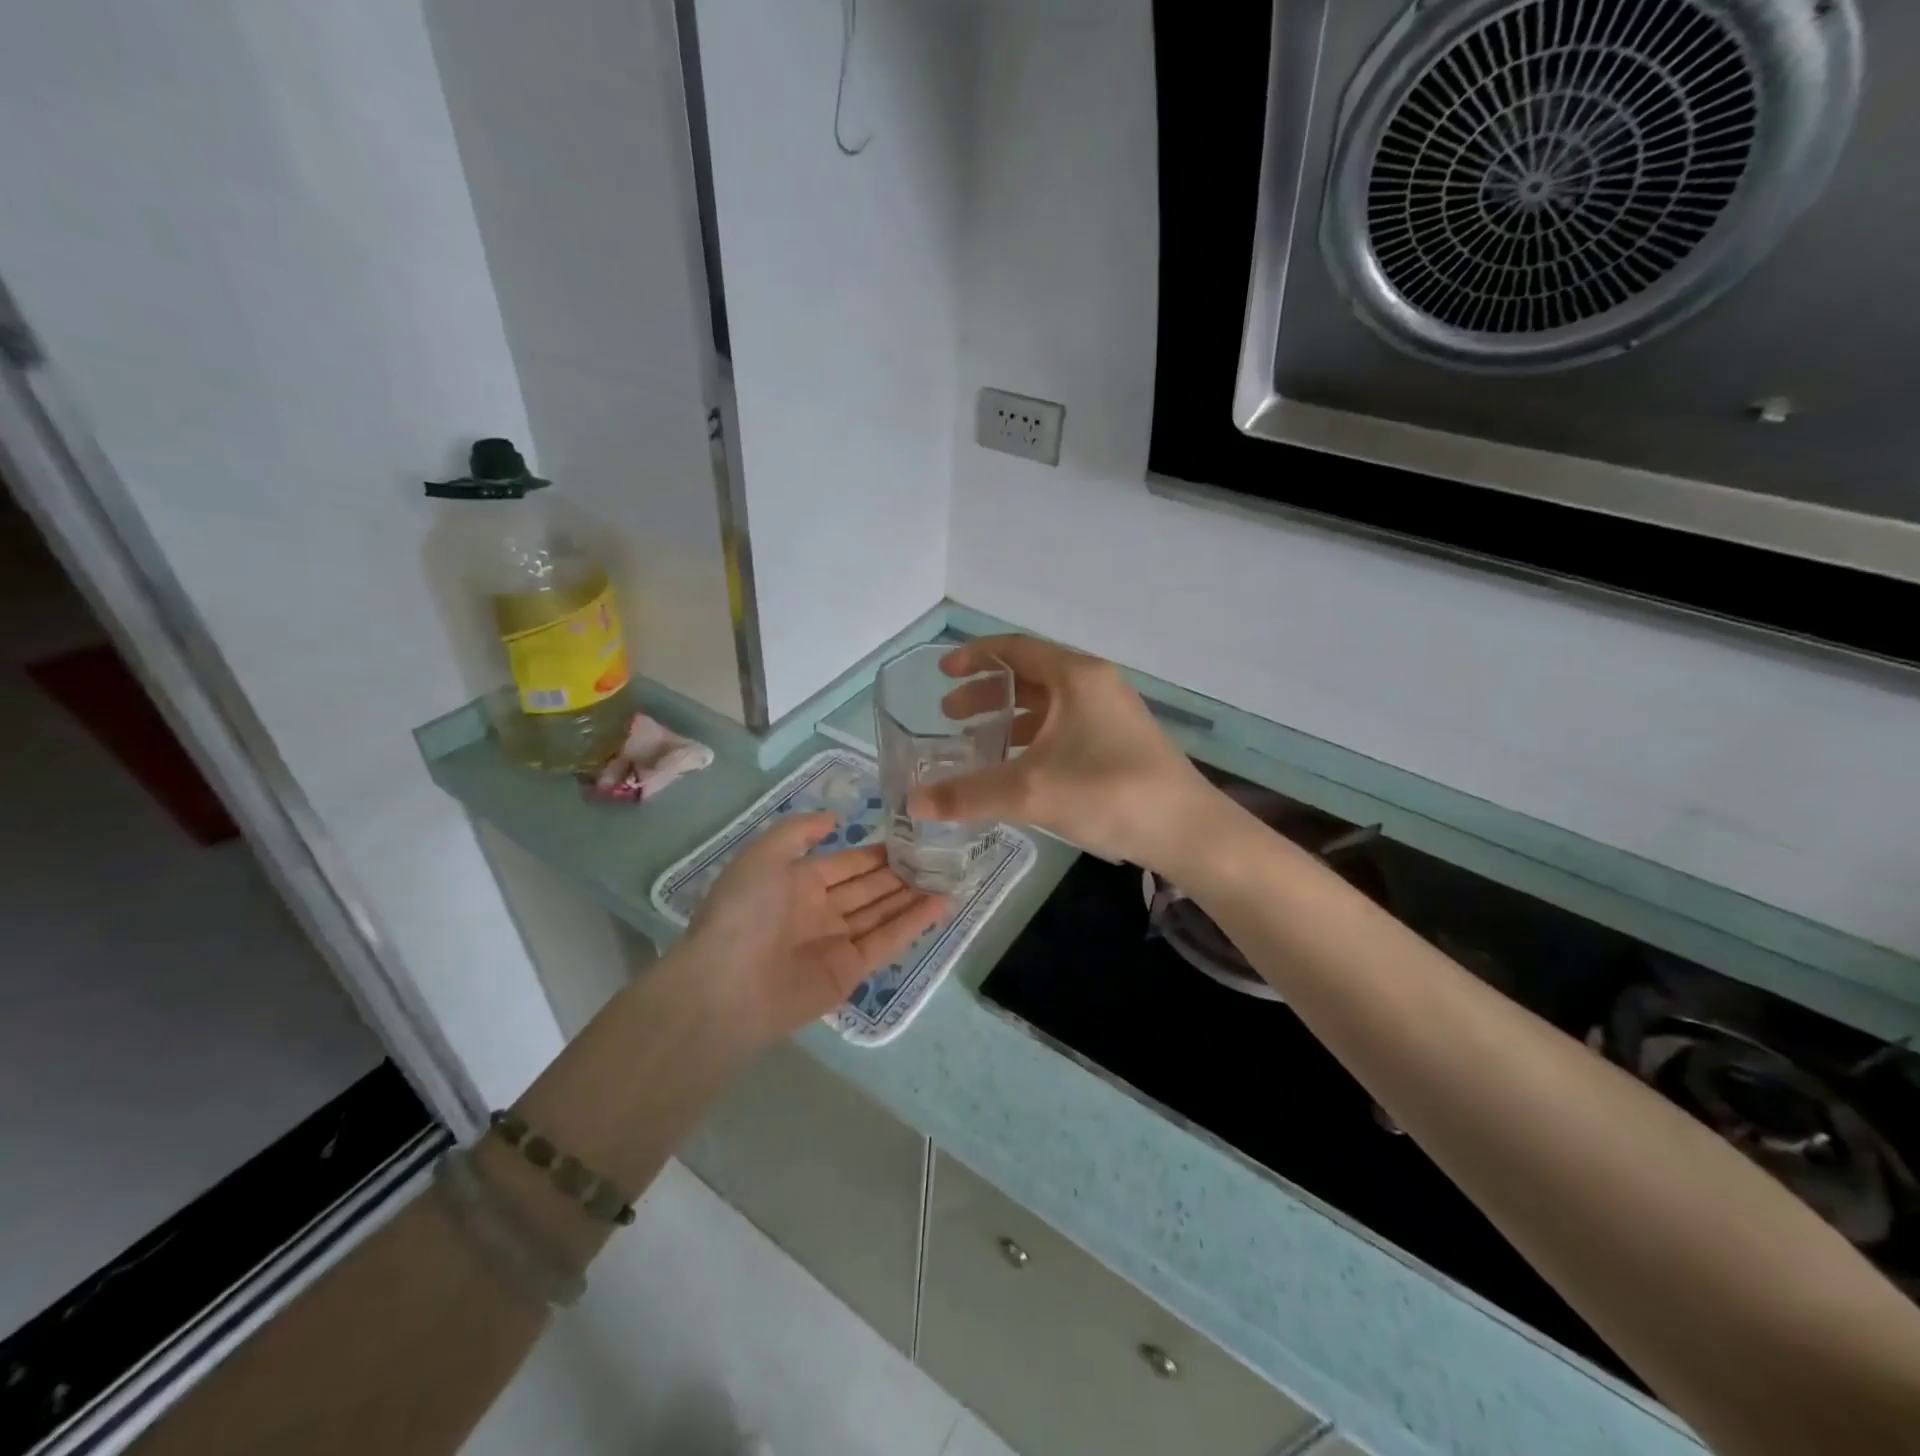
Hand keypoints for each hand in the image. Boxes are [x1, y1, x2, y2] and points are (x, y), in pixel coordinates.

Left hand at [685, 811, 947, 1047]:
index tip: (911, 837)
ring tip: (948, 876)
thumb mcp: (763, 855)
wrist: (727, 986)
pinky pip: (886, 941)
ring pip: (882, 912)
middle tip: (939, 855)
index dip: (876, 852)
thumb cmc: (744, 912)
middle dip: (900, 872)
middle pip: (868, 887)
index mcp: (797, 883)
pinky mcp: (850, 971)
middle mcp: (820, 910)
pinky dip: (913, 923)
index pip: (846, 863)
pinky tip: (940, 904)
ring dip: (912, 895)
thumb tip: (833, 819)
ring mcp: (836, 942)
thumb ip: (798, 831)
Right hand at [909, 635, 1215, 874]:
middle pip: (1029, 675)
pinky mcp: (1119, 741)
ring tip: (976, 742)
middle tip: (950, 714)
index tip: (943, 672)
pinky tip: (1016, 767)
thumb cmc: (1108, 793)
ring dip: (1009, 717)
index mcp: (1076, 676)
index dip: (975, 656)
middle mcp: (1094, 684)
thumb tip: (913, 802)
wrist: (1187, 831)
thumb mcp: (1030, 791)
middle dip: (986, 692)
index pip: (1015, 649)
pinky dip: (1033, 737)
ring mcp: (1110, 713)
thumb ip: (969, 793)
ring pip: (1048, 703)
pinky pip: (1064, 726)